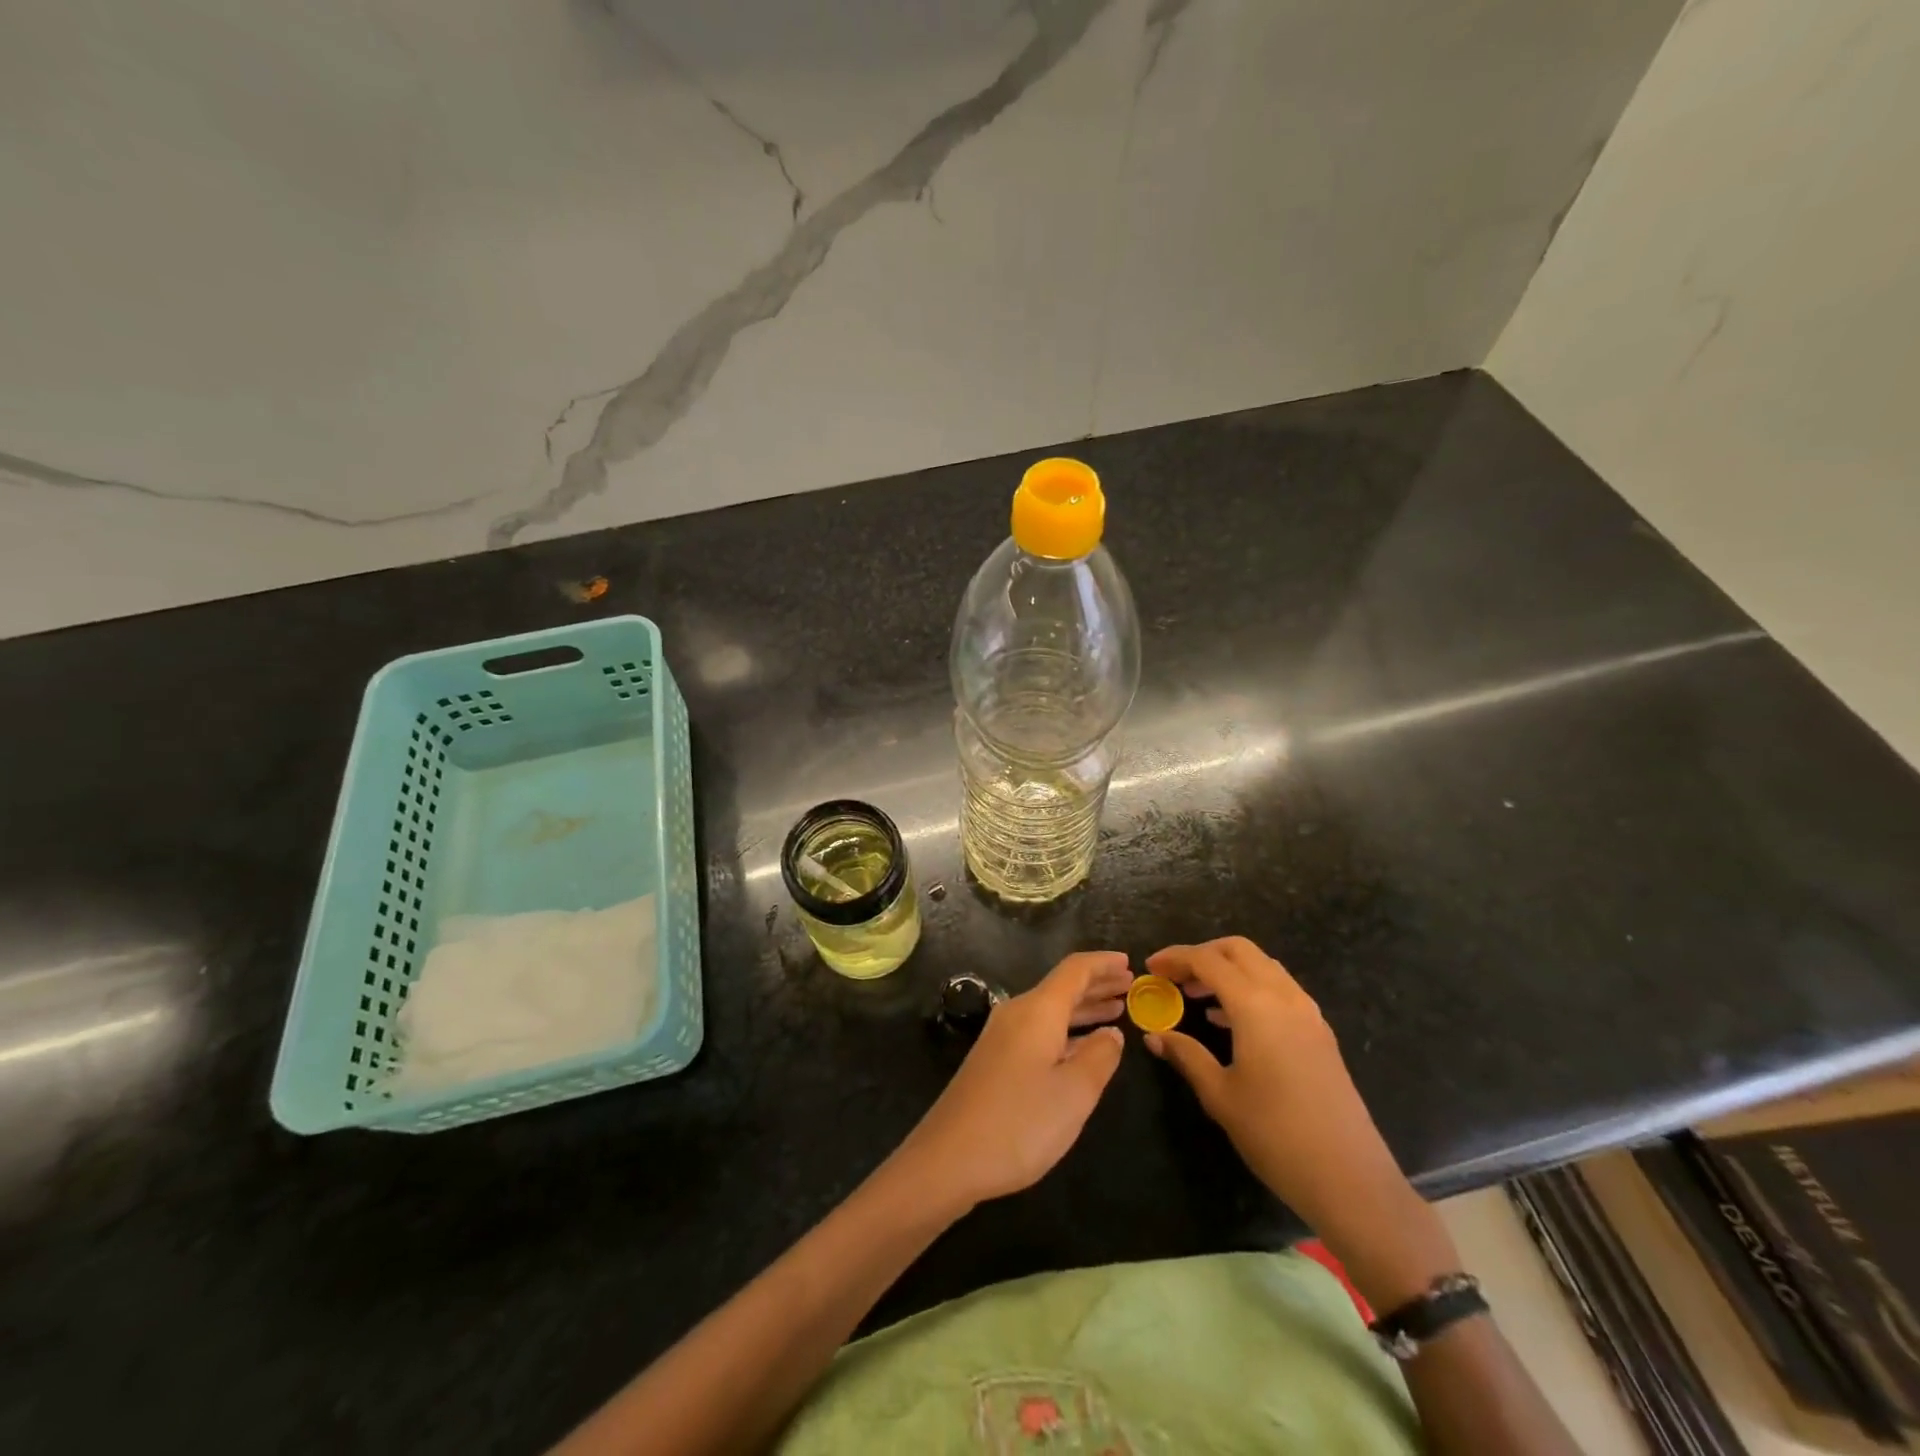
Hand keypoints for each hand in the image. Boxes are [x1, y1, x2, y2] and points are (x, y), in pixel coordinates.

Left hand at [895, 951, 1129, 1213]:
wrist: (948, 1158)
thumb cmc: (1019, 1123)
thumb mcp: (1074, 1093)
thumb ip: (1100, 1057)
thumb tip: (1112, 1032)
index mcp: (1037, 1010)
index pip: (1075, 970)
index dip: (1103, 964)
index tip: (1130, 962)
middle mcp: (1017, 1013)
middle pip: (1062, 988)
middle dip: (1097, 985)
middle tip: (1131, 986)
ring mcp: (1002, 1037)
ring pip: (1051, 1011)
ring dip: (1084, 1009)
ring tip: (1116, 1011)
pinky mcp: (995, 1060)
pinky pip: (1039, 1030)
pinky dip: (1067, 1031)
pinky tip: (1083, 1046)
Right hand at [1142, 938, 1412, 1240]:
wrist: (1350, 1179)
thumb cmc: (1275, 1135)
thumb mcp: (1220, 1095)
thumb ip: (1186, 1056)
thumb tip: (1155, 1036)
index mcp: (1255, 1006)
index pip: (1208, 961)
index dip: (1175, 958)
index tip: (1150, 968)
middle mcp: (1284, 997)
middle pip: (1239, 950)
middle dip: (1203, 954)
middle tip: (1175, 977)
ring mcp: (1308, 1013)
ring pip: (1263, 966)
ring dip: (1228, 970)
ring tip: (1197, 997)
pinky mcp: (1320, 1033)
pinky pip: (1280, 990)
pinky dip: (1250, 989)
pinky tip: (1229, 1021)